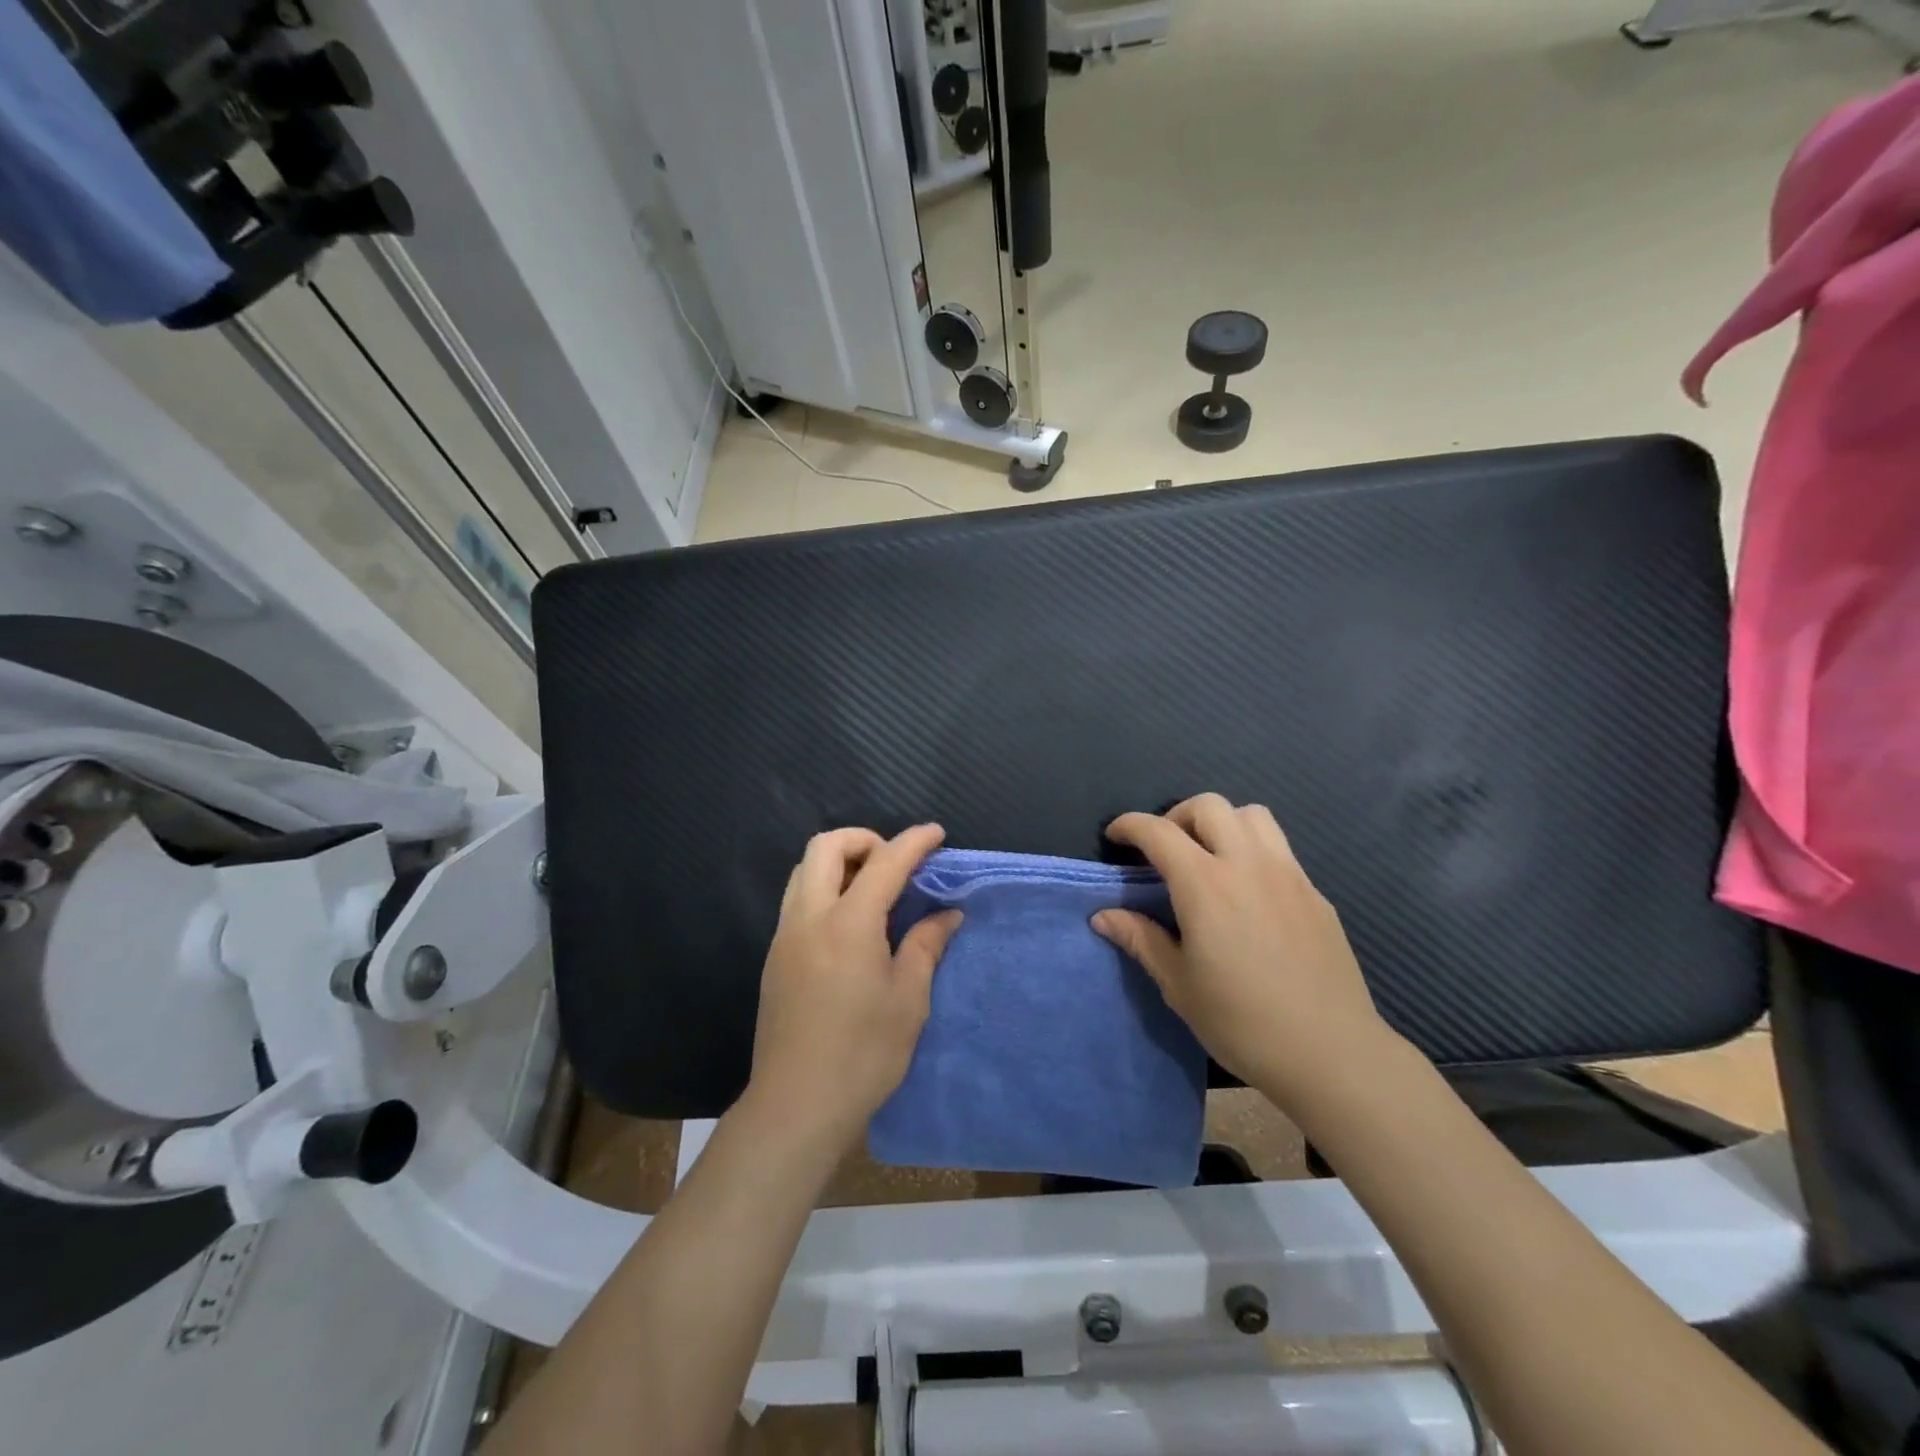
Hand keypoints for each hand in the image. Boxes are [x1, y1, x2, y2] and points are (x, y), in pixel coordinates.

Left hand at [748, 825, 961, 1149]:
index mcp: (848, 923)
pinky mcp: (774, 956)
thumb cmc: (863, 1053)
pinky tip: (849, 924)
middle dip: (864, 839)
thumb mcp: (908, 999)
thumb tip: (947, 914)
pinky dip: (825, 888)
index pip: (884, 862)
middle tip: (894, 864)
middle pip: (825, 847)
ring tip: (873, 890)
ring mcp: (785, 935)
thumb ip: (926, 945)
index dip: (914, 842)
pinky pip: (797, 899)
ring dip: (839, 862)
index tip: (936, 834)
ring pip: (804, 870)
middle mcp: (809, 917)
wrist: (796, 1104)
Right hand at [1092, 793, 1395, 1108]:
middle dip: (1177, 816)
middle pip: (1209, 806)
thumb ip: (1140, 940)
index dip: (1129, 825)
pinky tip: (1248, 892)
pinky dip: (1253, 850)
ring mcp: (1288, 875)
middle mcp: (1248, 864)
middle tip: (1165, 851)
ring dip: (1222, 823)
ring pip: (1252, 816)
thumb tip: (1103, 916)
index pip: (1158, 831)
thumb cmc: (1242, 1022)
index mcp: (1206, 885)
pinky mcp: (1315, 893)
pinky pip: (1279, 848)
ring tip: (1209, 858)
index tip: (1116, 836)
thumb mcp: (1179, 985)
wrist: (1331, 1053)